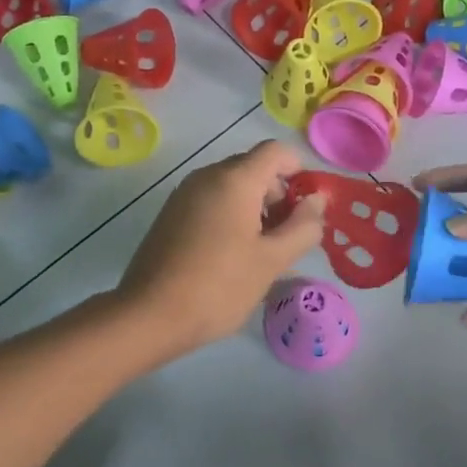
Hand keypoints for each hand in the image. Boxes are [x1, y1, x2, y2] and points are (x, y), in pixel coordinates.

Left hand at [117, 141, 325, 354]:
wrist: (150, 314)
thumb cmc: (220, 286)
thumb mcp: (272, 260)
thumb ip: (303, 226)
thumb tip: (317, 200)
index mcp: (235, 179)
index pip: (276, 151)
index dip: (299, 171)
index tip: (308, 209)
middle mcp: (207, 176)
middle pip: (254, 167)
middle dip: (278, 194)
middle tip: (288, 237)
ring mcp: (184, 194)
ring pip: (232, 186)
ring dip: (255, 208)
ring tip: (262, 251)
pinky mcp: (171, 214)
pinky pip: (211, 201)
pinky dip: (231, 216)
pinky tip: (233, 255)